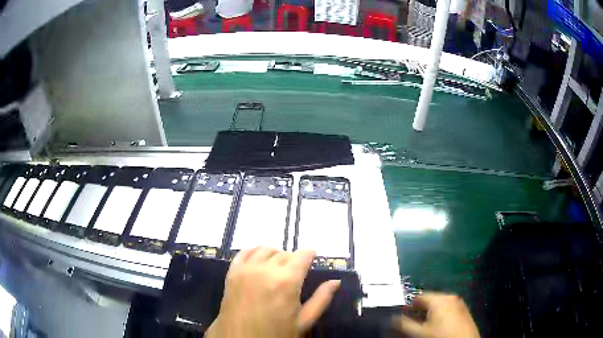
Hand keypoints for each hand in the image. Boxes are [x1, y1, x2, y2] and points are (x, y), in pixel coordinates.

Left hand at [205, 247, 340, 337]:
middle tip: (296, 272)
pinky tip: (259, 259)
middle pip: (284, 253)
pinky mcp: (232, 272)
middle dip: (293, 259)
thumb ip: (321, 299)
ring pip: (265, 250)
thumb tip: (336, 281)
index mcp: (287, 281)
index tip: (313, 257)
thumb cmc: (276, 333)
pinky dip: (254, 251)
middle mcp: (266, 269)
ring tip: (278, 266)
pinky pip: (244, 252)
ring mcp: (246, 269)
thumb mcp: (304, 321)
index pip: (302, 255)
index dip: (310, 254)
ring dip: (275, 254)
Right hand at [393, 292, 479, 337]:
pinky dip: (441, 315)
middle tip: (413, 323)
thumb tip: (392, 318)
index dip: (409, 306)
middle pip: (430, 300)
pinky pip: (448, 309)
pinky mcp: (464, 311)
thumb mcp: (419, 333)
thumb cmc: (441, 336)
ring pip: (440, 305)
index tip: (402, 316)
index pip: (419, 297)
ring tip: (424, 326)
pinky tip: (438, 326)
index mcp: (440, 299)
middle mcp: (451, 297)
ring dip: (430, 313)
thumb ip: (404, 324)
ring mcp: (460, 303)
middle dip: (420, 310)